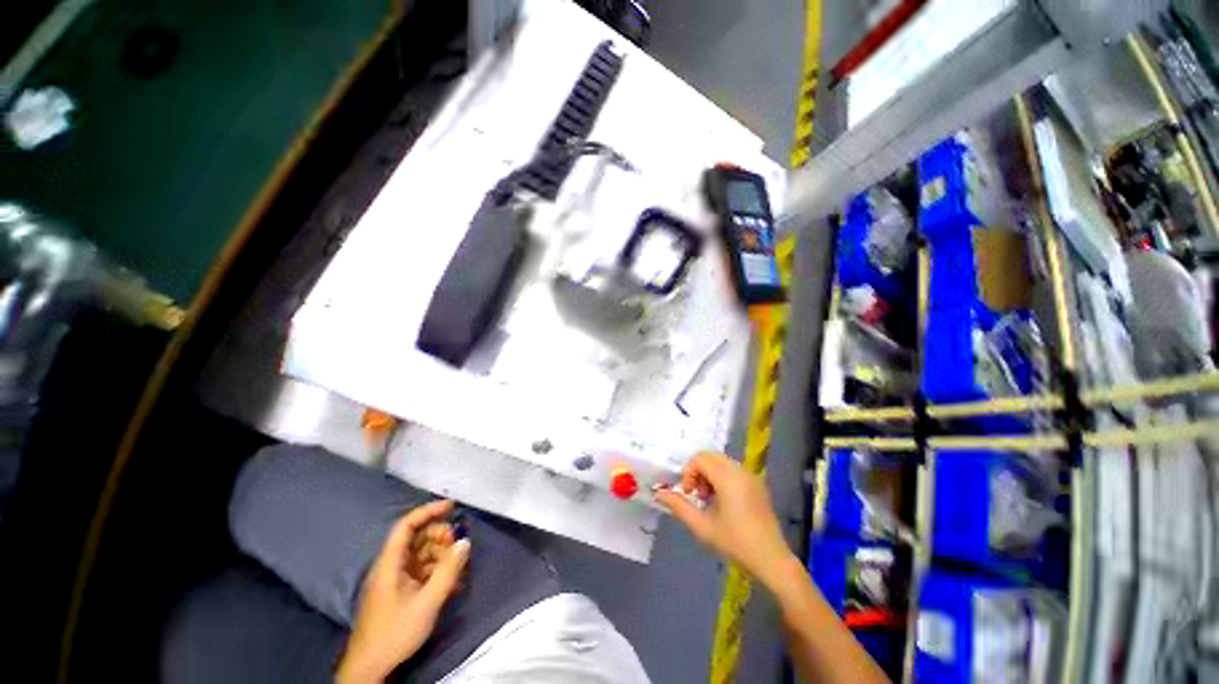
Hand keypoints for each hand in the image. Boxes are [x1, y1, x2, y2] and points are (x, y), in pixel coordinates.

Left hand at [336, 500, 470, 683]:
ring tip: (459, 569)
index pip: (407, 525)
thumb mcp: (427, 602)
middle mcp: (390, 566)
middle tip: (459, 546)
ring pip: (421, 554)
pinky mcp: (399, 592)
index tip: (452, 506)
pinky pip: (421, 570)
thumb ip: (448, 570)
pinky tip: (451, 583)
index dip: (428, 511)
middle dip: (440, 537)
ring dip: (441, 556)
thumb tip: (466, 542)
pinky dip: (437, 570)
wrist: (370, 669)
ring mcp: (394, 579)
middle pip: (416, 538)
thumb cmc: (395, 632)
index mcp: (390, 563)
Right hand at [655, 453, 794, 586]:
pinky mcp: (758, 484)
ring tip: (708, 499)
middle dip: (698, 471)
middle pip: (711, 456)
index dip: (688, 473)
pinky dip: (722, 476)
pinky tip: (723, 501)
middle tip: (696, 495)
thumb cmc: (735, 543)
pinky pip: (733, 469)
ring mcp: (751, 476)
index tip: (688, 494)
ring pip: (722, 461)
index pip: (700, 459)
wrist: (772, 560)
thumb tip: (659, 493)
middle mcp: (740, 471)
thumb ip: (678, 506)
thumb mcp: (702, 527)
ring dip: (709, 473)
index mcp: (728, 478)